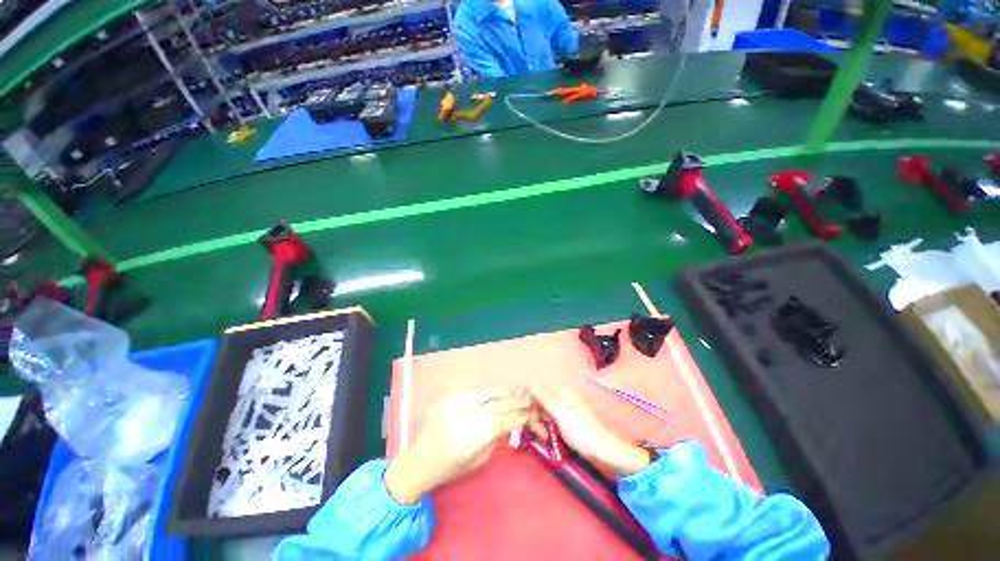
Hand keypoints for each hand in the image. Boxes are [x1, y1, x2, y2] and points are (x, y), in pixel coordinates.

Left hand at [386, 388, 530, 503]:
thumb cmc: (450, 467)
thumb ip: (495, 439)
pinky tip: (492, 393)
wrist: (420, 460)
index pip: (499, 423)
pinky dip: (485, 389)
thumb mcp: (477, 461)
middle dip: (512, 401)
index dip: (516, 417)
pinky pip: (471, 387)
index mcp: (467, 441)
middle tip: (525, 400)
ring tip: (511, 395)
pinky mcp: (446, 397)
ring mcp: (451, 404)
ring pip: (483, 391)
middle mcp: (459, 419)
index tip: (528, 414)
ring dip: (500, 392)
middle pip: (493, 404)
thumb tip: (511, 420)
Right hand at [528, 385, 650, 475]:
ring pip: (542, 410)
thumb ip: (543, 398)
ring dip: (539, 422)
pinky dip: (545, 426)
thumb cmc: (581, 431)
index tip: (526, 414)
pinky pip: (548, 418)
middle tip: (538, 431)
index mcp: (562, 391)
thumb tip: (528, 383)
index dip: (530, 400)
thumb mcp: (560, 414)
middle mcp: (561, 396)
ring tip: (544, 436)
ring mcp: (563, 408)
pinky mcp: (564, 419)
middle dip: (535, 414)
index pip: (538, 389)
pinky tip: (547, 436)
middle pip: (539, 400)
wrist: (601, 449)